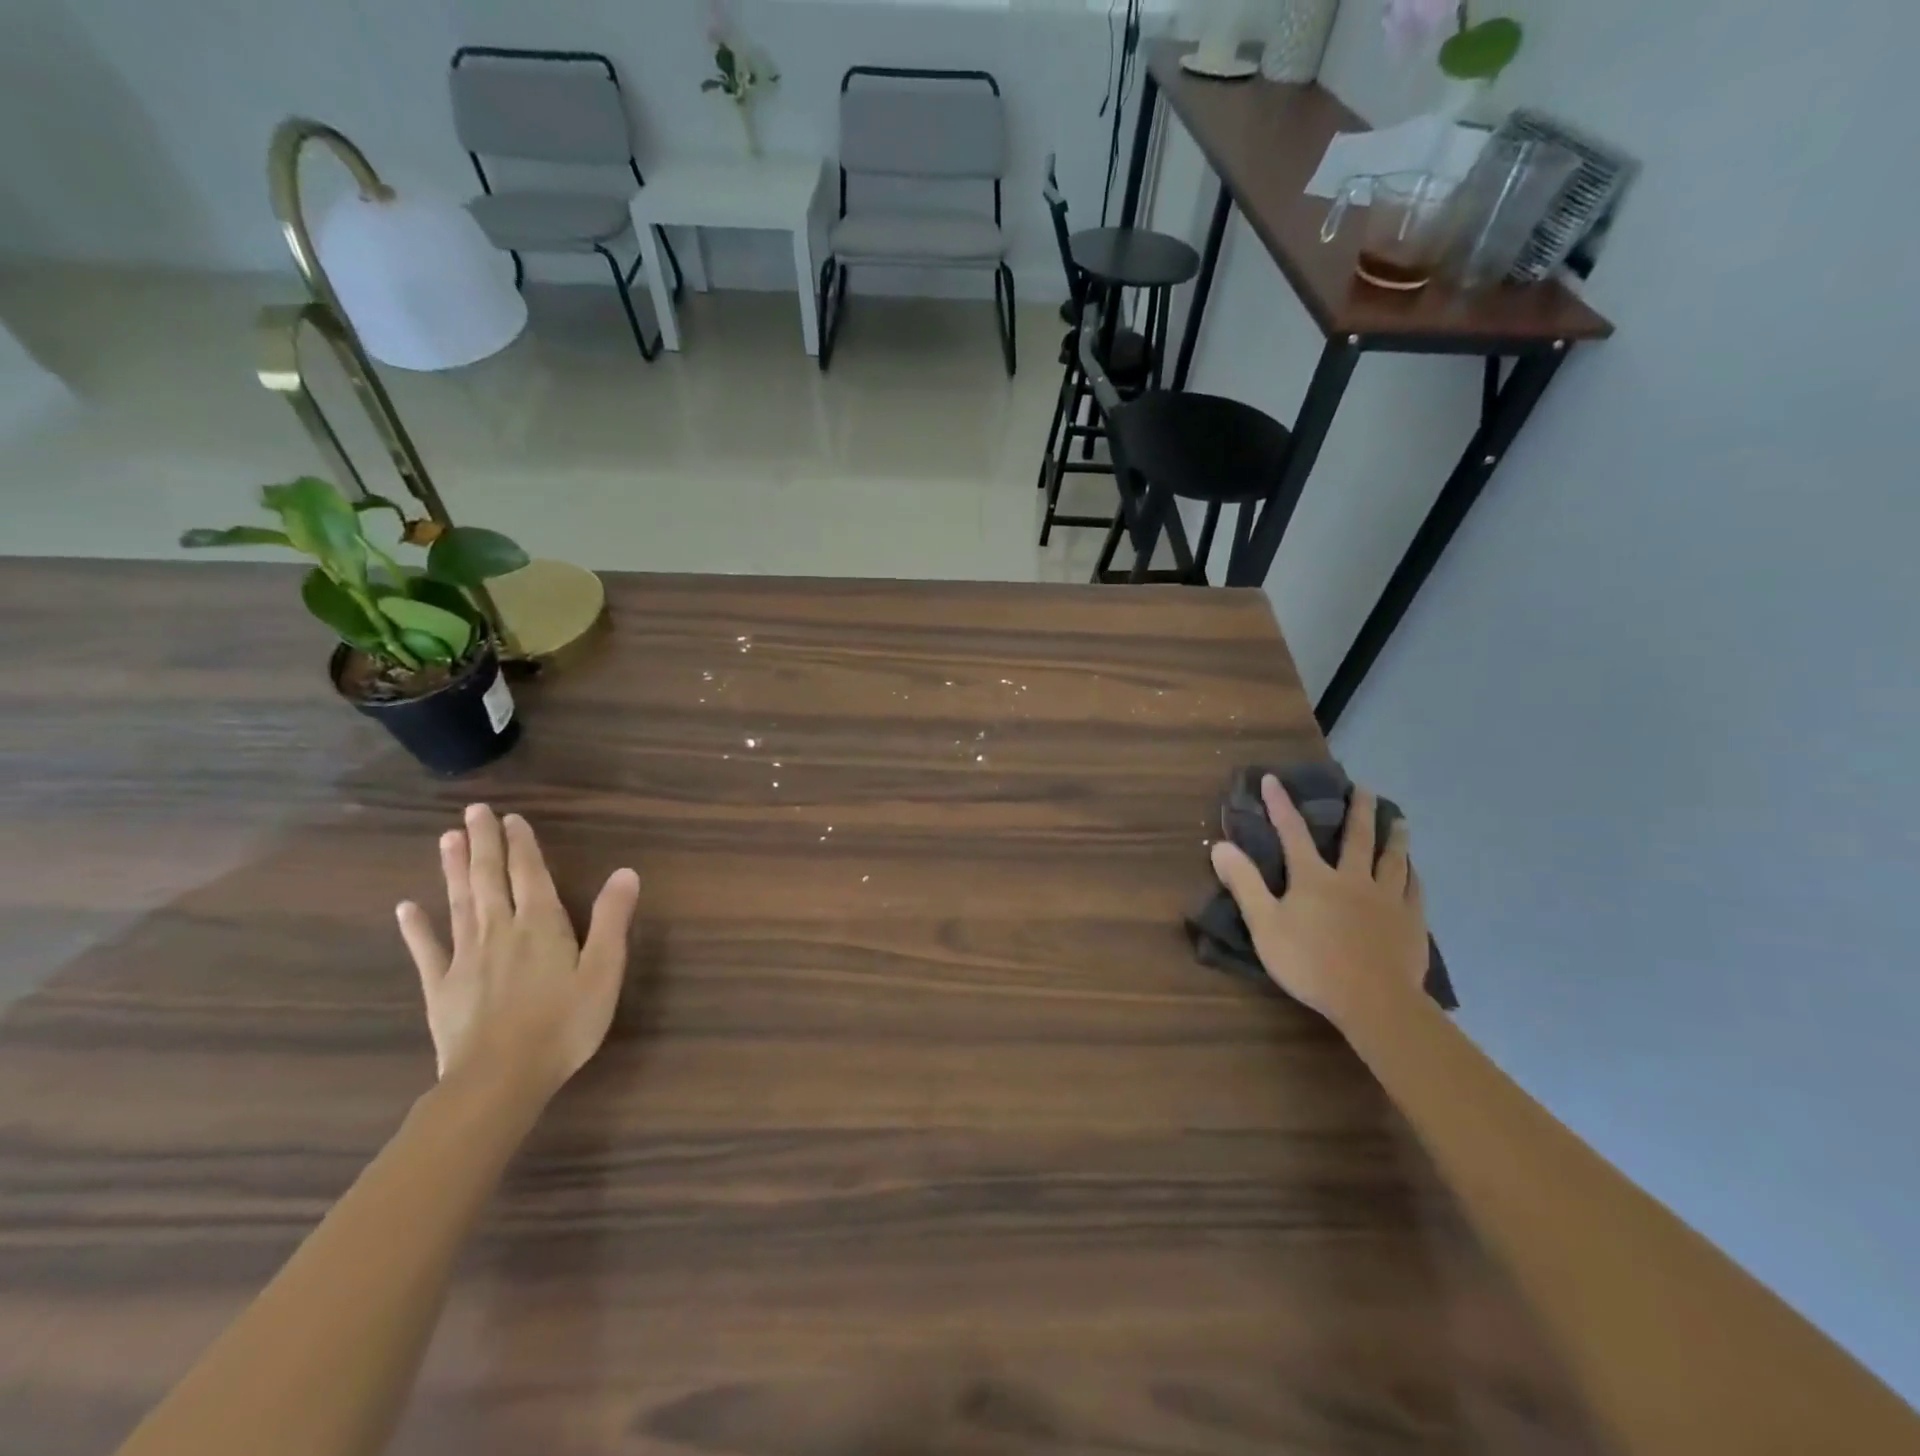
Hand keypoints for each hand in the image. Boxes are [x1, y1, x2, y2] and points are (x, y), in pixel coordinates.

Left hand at [396, 804, 639, 1103]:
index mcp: (541, 924)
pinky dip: (416, 927)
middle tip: (473, 811)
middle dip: (483, 843)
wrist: (500, 1079)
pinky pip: (427, 949)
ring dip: (453, 870)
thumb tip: (625, 872)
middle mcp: (500, 930)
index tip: (512, 817)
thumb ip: (613, 919)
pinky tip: (406, 908)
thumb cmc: (564, 1023)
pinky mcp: (441, 987)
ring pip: (459, 903)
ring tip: (446, 839)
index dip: (521, 845)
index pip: (529, 874)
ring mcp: (465, 958)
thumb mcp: (604, 970)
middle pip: (488, 878)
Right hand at [1209, 776, 1427, 1034]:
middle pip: (1357, 838)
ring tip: (1400, 819)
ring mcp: (1387, 900)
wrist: (1374, 1001)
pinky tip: (1414, 870)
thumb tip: (1220, 845)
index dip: (1280, 805)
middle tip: (1364, 788)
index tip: (1273, 779)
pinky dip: (1412, 874)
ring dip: (1394, 837)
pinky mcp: (1411, 922)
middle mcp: (1352, 879)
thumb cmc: (1310, 963)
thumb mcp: (1264, 924)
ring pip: (1392, 859)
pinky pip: (1414, 890)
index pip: (1293, 832)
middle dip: (1358, 810)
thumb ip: (1244, 884)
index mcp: (1314, 878)